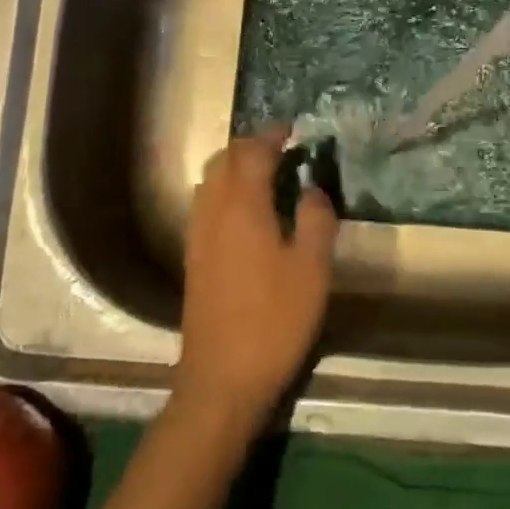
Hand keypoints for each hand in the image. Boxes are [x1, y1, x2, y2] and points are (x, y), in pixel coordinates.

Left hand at [174, 133, 336, 428]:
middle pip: (223, 160)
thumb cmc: (274, 320)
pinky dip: (226, 190)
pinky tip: (247, 211)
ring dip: (235, 167)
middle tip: (281, 148)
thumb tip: (312, 188)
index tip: (292, 130)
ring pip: (210, 181)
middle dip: (250, 146)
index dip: (271, 136)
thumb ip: (316, 219)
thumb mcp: (312, 269)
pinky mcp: (193, 258)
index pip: (251, 153)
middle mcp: (212, 212)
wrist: (222, 378)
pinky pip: (206, 204)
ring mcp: (197, 235)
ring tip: (266, 174)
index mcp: (242, 207)